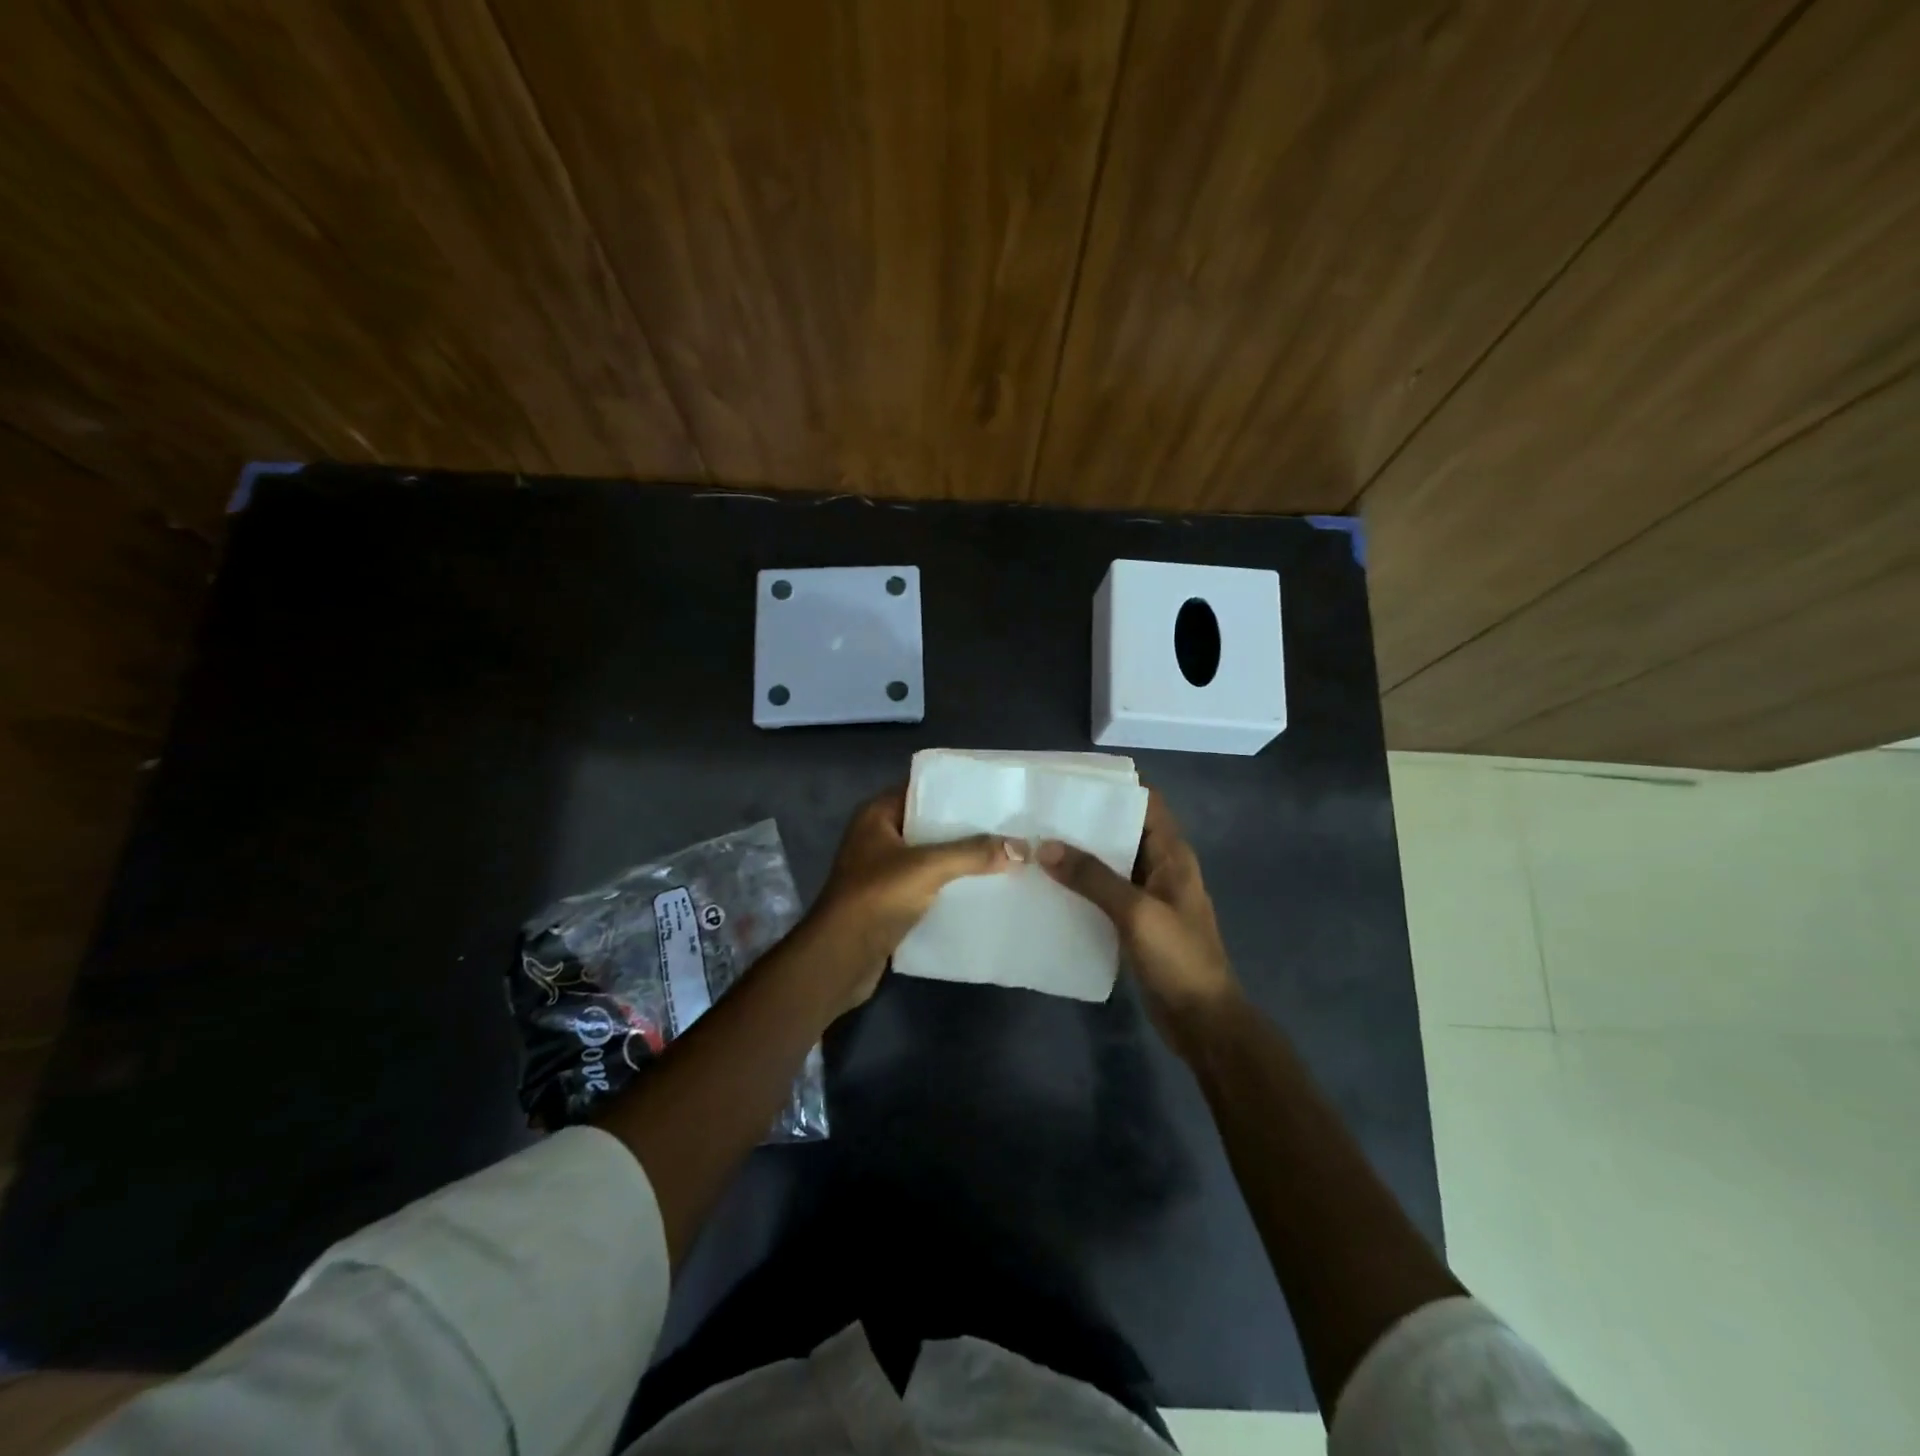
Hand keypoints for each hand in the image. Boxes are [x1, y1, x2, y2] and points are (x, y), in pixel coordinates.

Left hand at [806, 787, 1016, 1010]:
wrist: (839, 958)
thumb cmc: (876, 897)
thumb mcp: (928, 867)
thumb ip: (973, 854)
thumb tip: (1022, 847)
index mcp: (877, 815)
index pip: (921, 789)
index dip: (955, 790)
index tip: (993, 793)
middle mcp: (878, 837)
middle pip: (928, 824)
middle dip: (965, 827)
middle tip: (1007, 825)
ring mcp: (882, 871)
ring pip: (930, 857)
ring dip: (960, 859)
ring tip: (1003, 855)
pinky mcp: (890, 902)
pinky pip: (927, 885)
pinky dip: (950, 887)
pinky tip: (982, 889)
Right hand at [1037, 789, 1239, 1040]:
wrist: (1203, 1021)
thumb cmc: (1178, 959)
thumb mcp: (1136, 913)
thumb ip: (1093, 877)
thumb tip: (1047, 846)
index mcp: (1172, 855)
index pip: (1146, 803)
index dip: (1114, 788)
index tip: (1072, 781)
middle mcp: (1161, 868)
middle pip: (1124, 830)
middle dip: (1087, 821)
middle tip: (1041, 813)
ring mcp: (1149, 896)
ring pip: (1111, 863)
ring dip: (1081, 855)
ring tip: (1037, 843)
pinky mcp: (1136, 922)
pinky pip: (1105, 893)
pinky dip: (1082, 886)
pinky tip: (1050, 886)